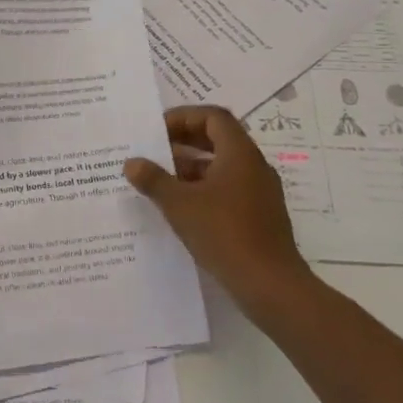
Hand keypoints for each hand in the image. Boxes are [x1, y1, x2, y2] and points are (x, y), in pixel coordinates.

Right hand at [124, 106, 317, 321]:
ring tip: (160, 181)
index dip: (184, 117)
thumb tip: (132, 162)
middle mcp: (254, 166)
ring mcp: (260, 192)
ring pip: (222, 166)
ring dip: (191, 168)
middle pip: (218, 139)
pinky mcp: (260, 216)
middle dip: (184, 141)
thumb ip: (154, 180)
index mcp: (239, 153)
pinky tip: (181, 209)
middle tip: (154, 150)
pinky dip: (204, 190)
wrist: (270, 285)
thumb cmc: (224, 234)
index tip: (157, 130)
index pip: (213, 117)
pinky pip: (228, 190)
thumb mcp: (179, 205)